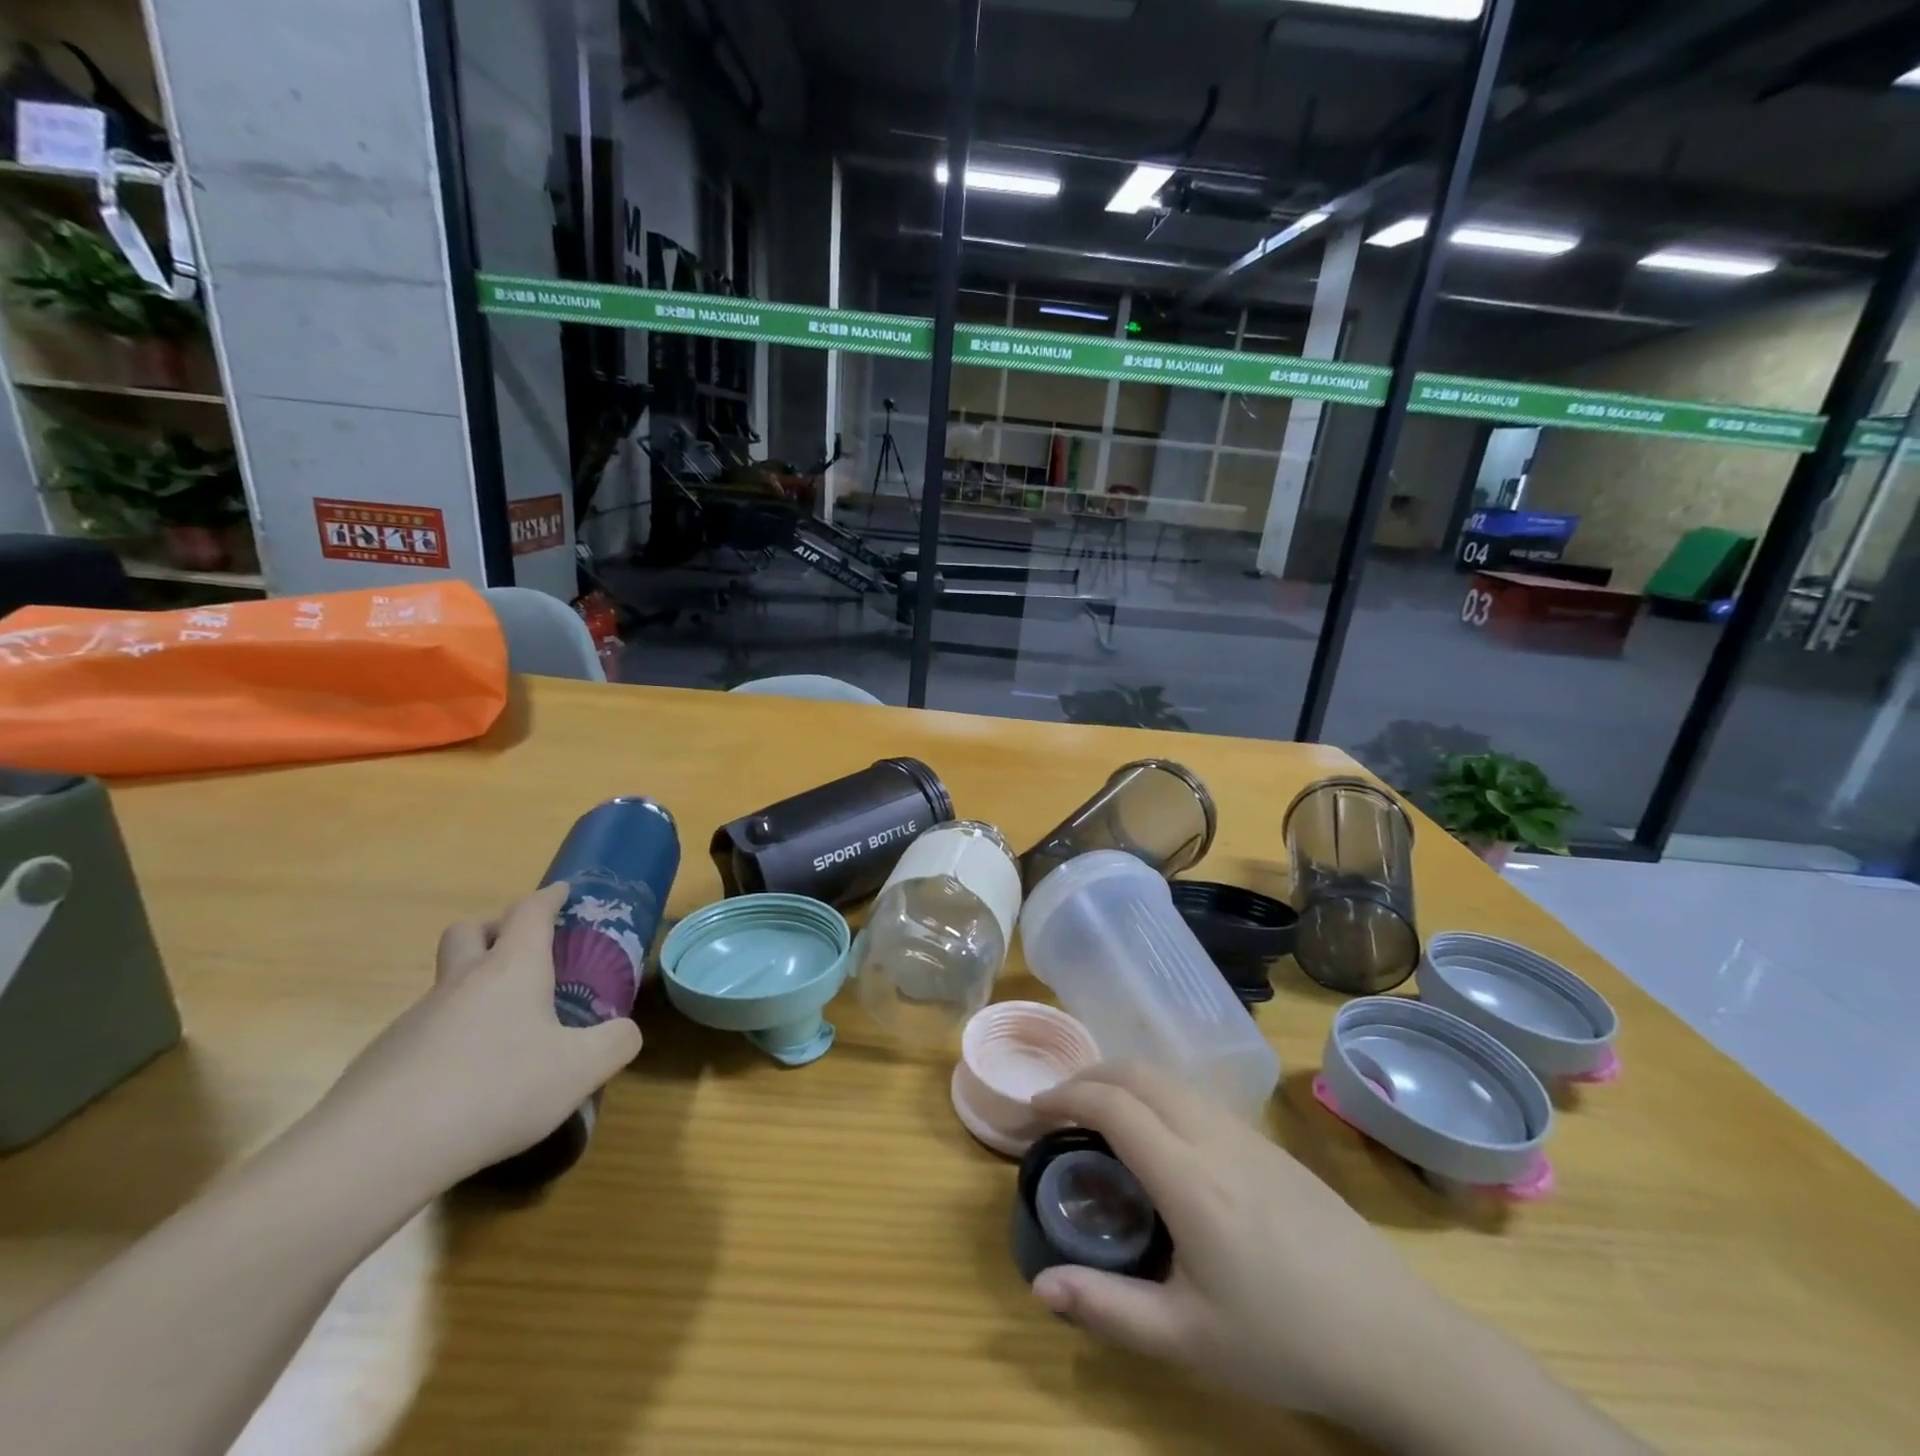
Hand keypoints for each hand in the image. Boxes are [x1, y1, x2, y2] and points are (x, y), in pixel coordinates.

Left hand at [313, 883, 642, 1191]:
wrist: (375, 1152)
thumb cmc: (495, 1090)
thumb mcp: (580, 1069)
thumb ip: (615, 1043)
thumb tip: (623, 1032)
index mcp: (511, 969)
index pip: (530, 912)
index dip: (549, 898)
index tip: (563, 893)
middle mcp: (461, 983)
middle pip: (469, 931)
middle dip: (495, 928)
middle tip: (522, 951)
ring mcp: (414, 1020)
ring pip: (447, 985)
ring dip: (474, 991)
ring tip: (506, 1035)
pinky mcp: (382, 1061)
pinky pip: (426, 1033)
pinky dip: (451, 1040)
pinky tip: (466, 1084)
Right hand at [1029, 1063, 1458, 1422]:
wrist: (1394, 1337)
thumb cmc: (1285, 1341)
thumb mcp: (1188, 1340)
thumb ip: (1108, 1308)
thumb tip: (1039, 1287)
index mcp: (1188, 1177)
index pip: (1113, 1104)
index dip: (1066, 1096)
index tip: (1035, 1111)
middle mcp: (1212, 1136)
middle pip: (1138, 1072)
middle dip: (1089, 1075)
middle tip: (1059, 1108)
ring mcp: (1244, 1133)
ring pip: (1169, 1078)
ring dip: (1123, 1080)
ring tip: (1099, 1116)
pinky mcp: (1266, 1142)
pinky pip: (1195, 1096)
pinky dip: (1156, 1094)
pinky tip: (1157, 1138)